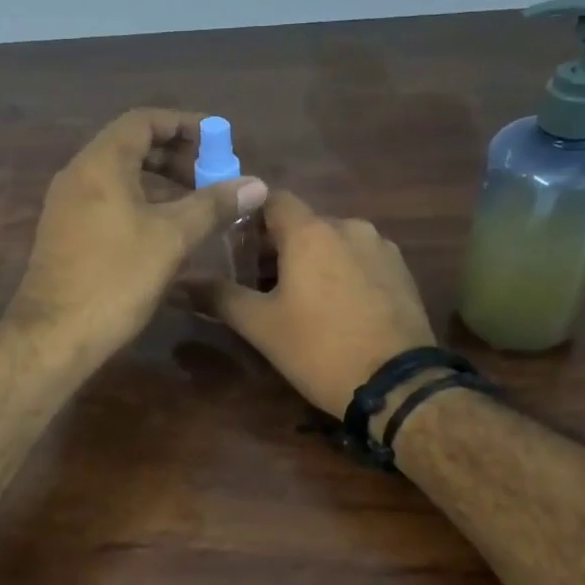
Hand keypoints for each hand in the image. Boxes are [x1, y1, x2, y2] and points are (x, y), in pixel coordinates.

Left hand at [11, 109, 265, 363]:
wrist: (55, 335)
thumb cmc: (116, 278)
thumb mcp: (172, 238)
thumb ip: (214, 205)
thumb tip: (256, 183)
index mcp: (100, 163)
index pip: (144, 120)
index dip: (185, 124)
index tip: (219, 140)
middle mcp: (78, 175)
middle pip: (131, 146)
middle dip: (176, 156)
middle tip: (212, 176)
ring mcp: (67, 206)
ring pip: (120, 178)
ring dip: (160, 183)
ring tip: (196, 205)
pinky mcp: (66, 234)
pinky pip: (108, 202)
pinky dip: (141, 204)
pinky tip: (166, 233)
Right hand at [203, 191, 434, 414]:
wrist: (397, 385)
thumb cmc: (319, 349)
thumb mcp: (260, 326)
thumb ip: (219, 297)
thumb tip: (181, 282)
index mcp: (311, 232)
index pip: (273, 199)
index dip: (250, 218)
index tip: (235, 248)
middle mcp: (349, 227)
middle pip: (303, 224)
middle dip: (278, 247)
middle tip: (259, 285)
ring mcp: (381, 248)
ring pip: (334, 242)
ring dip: (313, 261)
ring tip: (300, 301)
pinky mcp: (403, 272)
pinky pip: (361, 260)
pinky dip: (342, 273)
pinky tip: (338, 309)